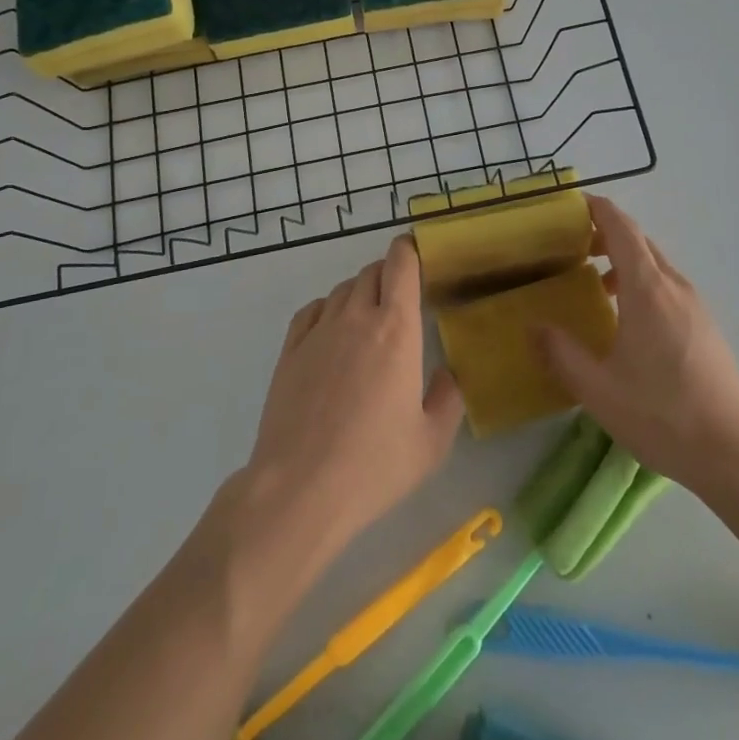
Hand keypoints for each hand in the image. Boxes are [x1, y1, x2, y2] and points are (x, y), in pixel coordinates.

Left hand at [244, 235, 465, 550]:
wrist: (299, 489)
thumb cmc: (374, 465)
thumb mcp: (431, 442)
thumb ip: (448, 399)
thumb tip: (448, 373)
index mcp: (396, 330)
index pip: (401, 265)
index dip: (409, 250)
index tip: (418, 251)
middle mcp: (357, 318)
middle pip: (372, 272)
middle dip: (389, 273)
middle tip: (402, 294)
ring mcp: (318, 332)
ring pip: (342, 289)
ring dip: (360, 291)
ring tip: (370, 317)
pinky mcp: (290, 351)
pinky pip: (312, 311)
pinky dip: (328, 309)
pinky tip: (333, 330)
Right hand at [532, 195, 738, 495]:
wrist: (733, 452)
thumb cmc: (661, 414)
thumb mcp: (598, 389)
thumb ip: (561, 354)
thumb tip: (533, 327)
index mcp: (648, 289)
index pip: (622, 228)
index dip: (597, 209)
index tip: (571, 204)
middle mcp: (675, 286)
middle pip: (640, 242)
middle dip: (606, 234)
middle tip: (572, 245)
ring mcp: (696, 306)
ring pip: (656, 266)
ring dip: (625, 262)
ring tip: (595, 285)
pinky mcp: (707, 326)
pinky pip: (669, 288)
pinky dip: (643, 284)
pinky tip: (628, 321)